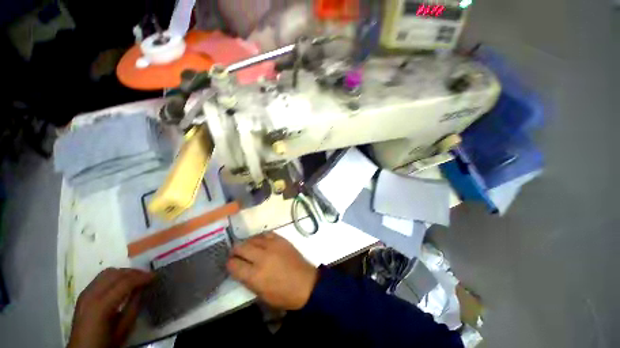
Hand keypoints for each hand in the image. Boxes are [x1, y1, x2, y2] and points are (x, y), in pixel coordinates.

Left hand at [68, 268, 153, 347]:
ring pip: (107, 272)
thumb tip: (142, 289)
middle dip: (134, 272)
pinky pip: (100, 278)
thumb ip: (133, 307)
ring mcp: (85, 293)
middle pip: (115, 273)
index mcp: (101, 305)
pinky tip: (120, 284)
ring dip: (124, 273)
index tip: (156, 276)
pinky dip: (114, 276)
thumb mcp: (123, 329)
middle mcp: (91, 295)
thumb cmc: (105, 343)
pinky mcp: (83, 294)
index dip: (142, 277)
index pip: (125, 283)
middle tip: (147, 277)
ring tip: (135, 279)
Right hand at [227, 232, 317, 309]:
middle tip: (236, 254)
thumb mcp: (261, 294)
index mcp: (255, 275)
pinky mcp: (281, 240)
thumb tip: (239, 268)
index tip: (231, 264)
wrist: (305, 283)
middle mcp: (262, 257)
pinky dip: (260, 237)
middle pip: (241, 247)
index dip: (229, 264)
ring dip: (247, 243)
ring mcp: (272, 246)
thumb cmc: (283, 294)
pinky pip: (266, 234)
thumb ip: (247, 280)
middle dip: (235, 251)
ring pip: (252, 238)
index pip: (233, 264)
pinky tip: (260, 242)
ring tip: (248, 248)